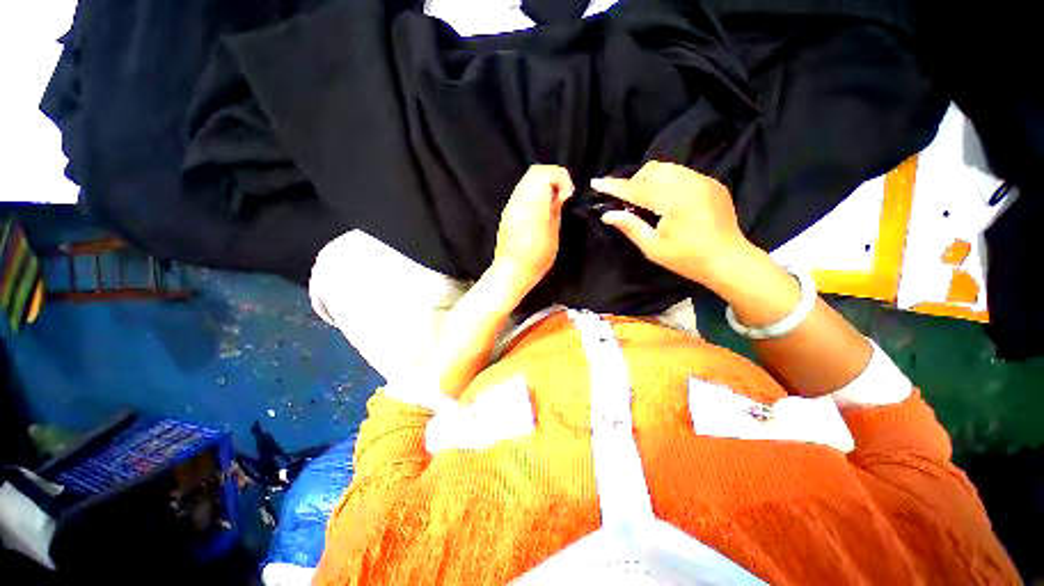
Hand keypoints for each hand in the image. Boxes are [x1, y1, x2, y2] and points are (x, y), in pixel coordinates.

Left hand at [493, 165, 574, 294]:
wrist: (512, 271)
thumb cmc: (536, 257)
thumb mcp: (553, 234)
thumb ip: (555, 210)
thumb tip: (559, 195)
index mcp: (533, 204)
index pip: (546, 173)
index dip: (561, 178)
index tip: (568, 195)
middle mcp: (519, 199)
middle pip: (535, 172)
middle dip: (552, 178)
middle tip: (561, 196)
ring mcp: (511, 205)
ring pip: (527, 180)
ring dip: (542, 185)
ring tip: (552, 204)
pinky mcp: (507, 212)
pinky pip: (521, 192)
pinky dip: (533, 193)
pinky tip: (540, 210)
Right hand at [592, 161, 755, 288]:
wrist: (729, 260)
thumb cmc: (687, 259)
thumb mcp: (653, 248)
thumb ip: (630, 227)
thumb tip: (607, 214)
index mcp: (674, 201)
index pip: (636, 188)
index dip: (614, 186)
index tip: (596, 182)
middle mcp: (689, 183)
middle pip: (652, 170)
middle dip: (634, 182)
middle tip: (626, 202)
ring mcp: (704, 180)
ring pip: (667, 168)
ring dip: (650, 179)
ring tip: (645, 200)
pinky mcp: (712, 183)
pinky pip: (682, 173)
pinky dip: (667, 181)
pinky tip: (666, 200)